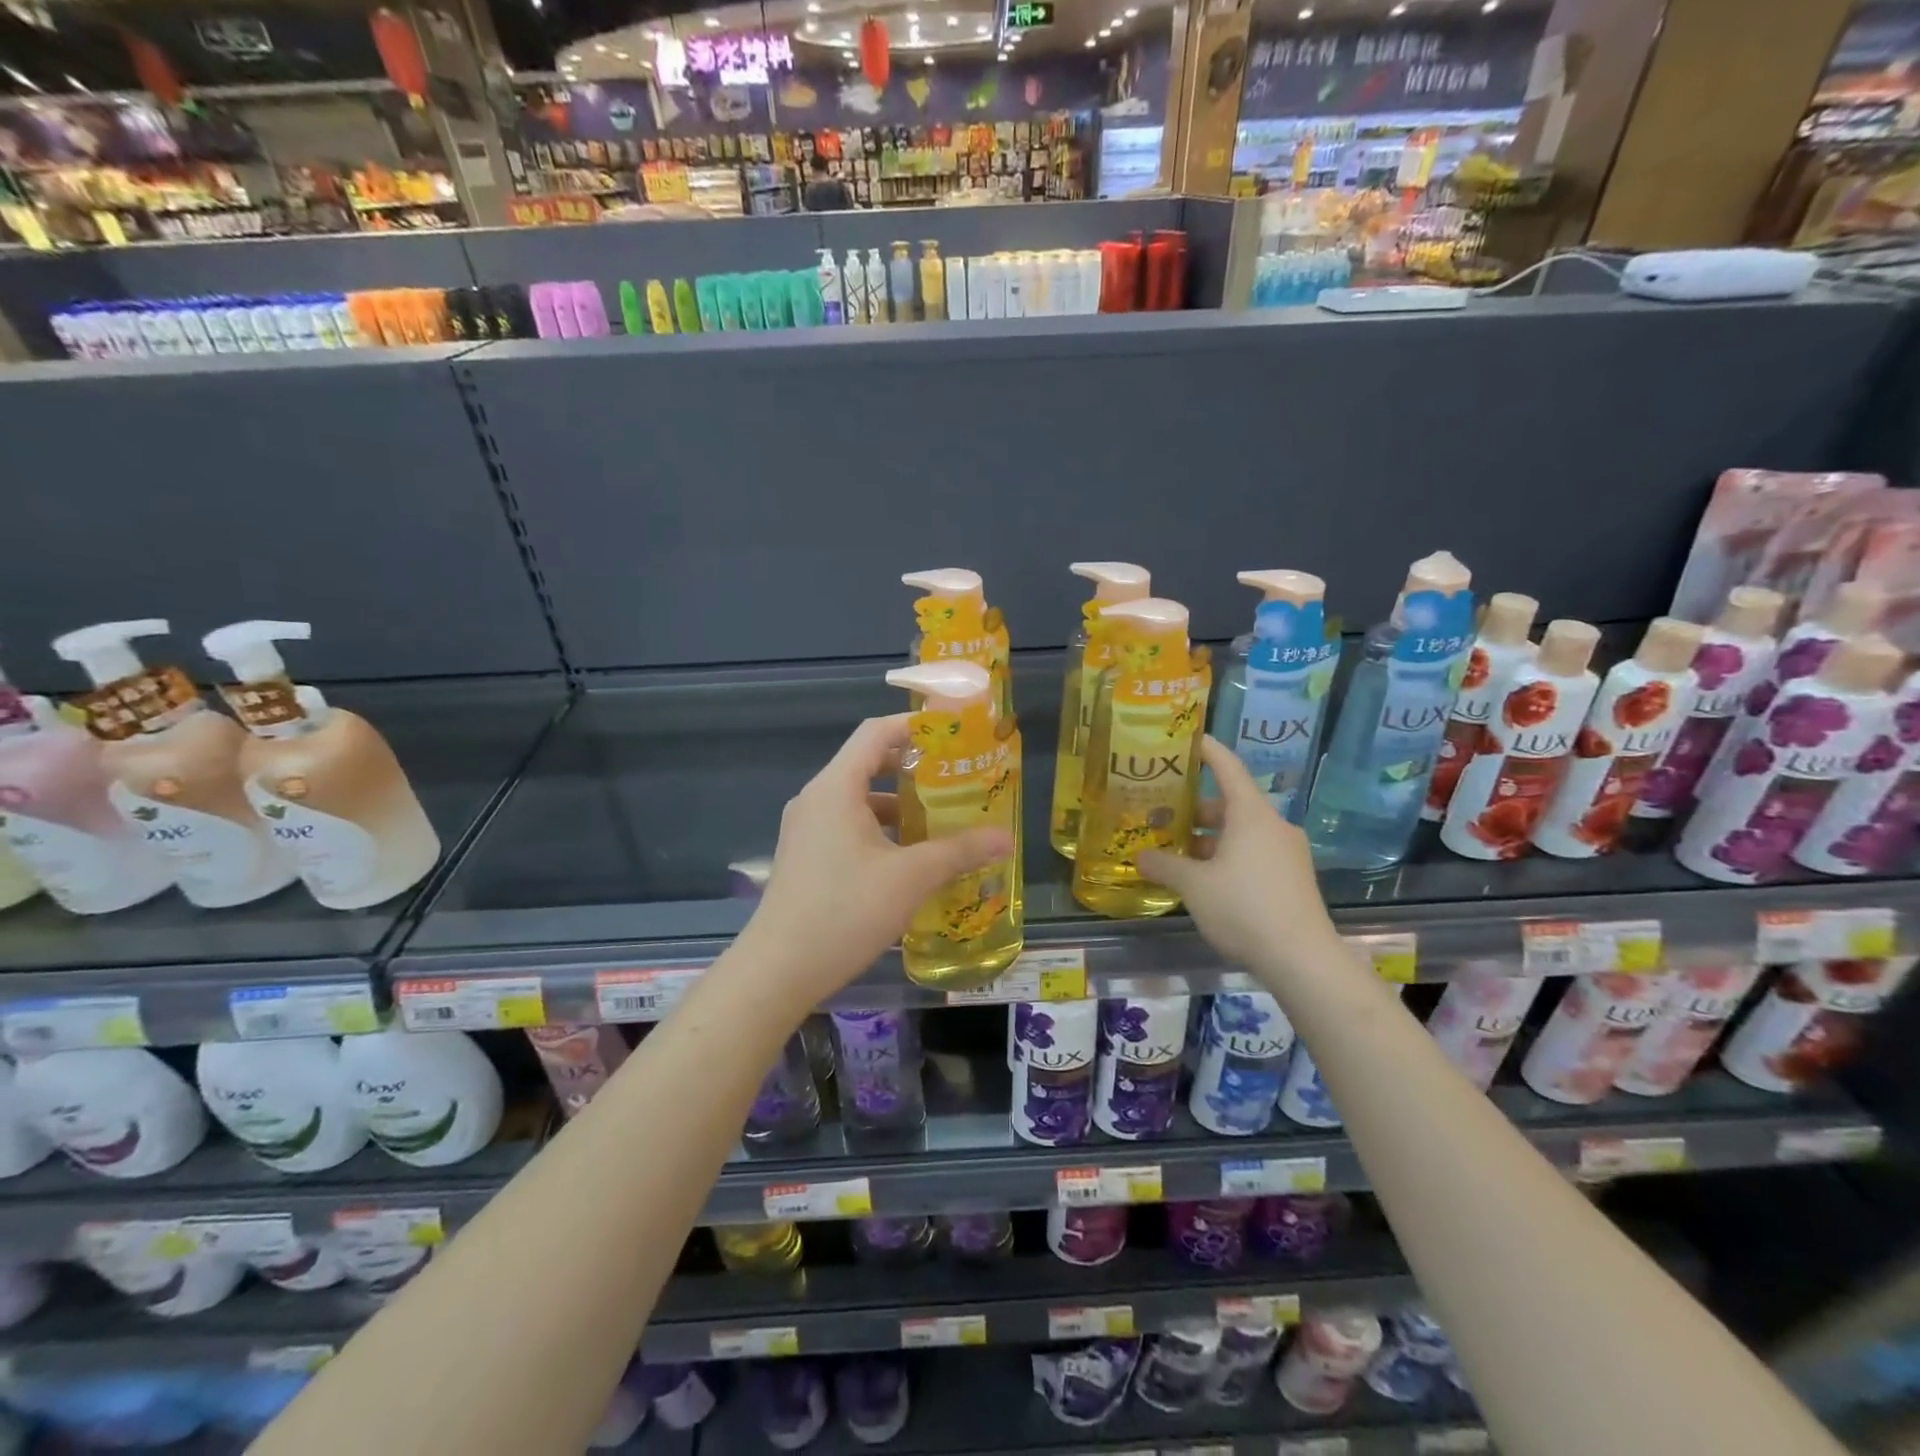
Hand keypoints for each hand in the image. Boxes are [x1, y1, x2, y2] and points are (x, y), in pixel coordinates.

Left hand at [736, 715, 1014, 1004]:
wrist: (778, 970)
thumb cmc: (845, 910)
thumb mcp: (910, 878)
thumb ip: (959, 851)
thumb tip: (1005, 838)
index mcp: (836, 788)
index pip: (875, 733)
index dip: (913, 725)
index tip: (951, 731)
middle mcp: (816, 799)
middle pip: (867, 764)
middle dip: (913, 769)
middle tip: (956, 778)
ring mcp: (806, 830)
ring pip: (858, 801)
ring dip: (898, 806)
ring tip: (940, 820)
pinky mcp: (805, 858)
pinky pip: (847, 827)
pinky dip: (880, 831)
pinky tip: (908, 859)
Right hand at [1138, 737, 1344, 982]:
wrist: (1302, 959)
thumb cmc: (1244, 907)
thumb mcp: (1194, 886)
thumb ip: (1165, 866)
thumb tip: (1140, 856)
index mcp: (1251, 815)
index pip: (1228, 768)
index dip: (1207, 750)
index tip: (1188, 739)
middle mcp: (1273, 826)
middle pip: (1231, 804)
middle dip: (1196, 809)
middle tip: (1163, 813)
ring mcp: (1287, 853)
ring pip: (1242, 833)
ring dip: (1210, 839)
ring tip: (1177, 852)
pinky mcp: (1292, 879)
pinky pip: (1253, 855)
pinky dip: (1228, 857)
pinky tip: (1205, 880)